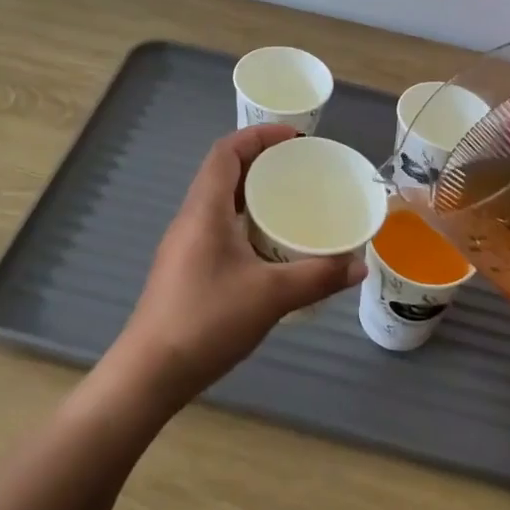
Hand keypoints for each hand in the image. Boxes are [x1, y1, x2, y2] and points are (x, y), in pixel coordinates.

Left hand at [109, 124, 364, 408]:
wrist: (150, 373)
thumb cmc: (206, 321)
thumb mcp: (270, 296)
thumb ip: (317, 277)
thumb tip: (359, 266)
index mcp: (204, 209)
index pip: (226, 152)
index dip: (258, 136)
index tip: (295, 138)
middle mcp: (191, 218)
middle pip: (223, 172)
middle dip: (261, 162)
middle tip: (301, 170)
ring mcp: (185, 245)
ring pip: (220, 202)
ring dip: (253, 194)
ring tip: (291, 204)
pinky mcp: (186, 268)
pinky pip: (218, 227)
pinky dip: (245, 222)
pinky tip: (269, 248)